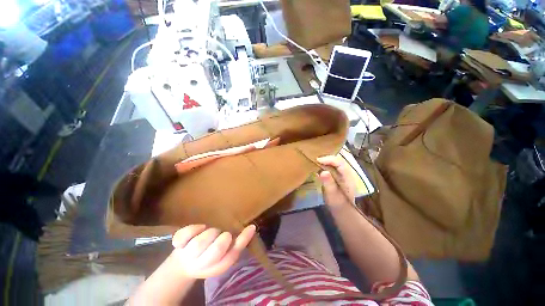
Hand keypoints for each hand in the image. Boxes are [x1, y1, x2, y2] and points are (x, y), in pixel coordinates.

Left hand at [170, 224, 255, 278]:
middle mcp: (202, 264)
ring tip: (210, 233)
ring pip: (200, 242)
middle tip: (222, 235)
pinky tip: (198, 228)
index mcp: (217, 265)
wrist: (185, 263)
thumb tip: (252, 227)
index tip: (250, 227)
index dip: (241, 240)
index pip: (232, 255)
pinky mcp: (178, 244)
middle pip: (217, 248)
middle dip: (222, 238)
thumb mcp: (227, 253)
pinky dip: (191, 229)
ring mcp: (188, 255)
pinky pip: (183, 236)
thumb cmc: (211, 255)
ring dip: (209, 233)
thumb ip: (239, 242)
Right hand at [317, 155, 355, 208]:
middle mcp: (347, 173)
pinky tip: (319, 165)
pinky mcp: (339, 176)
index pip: (340, 163)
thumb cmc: (337, 204)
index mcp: (347, 177)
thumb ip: (328, 184)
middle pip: (338, 160)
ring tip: (316, 160)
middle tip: (315, 158)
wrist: (343, 211)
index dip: (329, 159)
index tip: (317, 160)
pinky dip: (326, 164)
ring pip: (336, 162)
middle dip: (327, 157)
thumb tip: (323, 172)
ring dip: (326, 160)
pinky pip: (333, 166)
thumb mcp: (332, 195)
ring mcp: (343, 174)